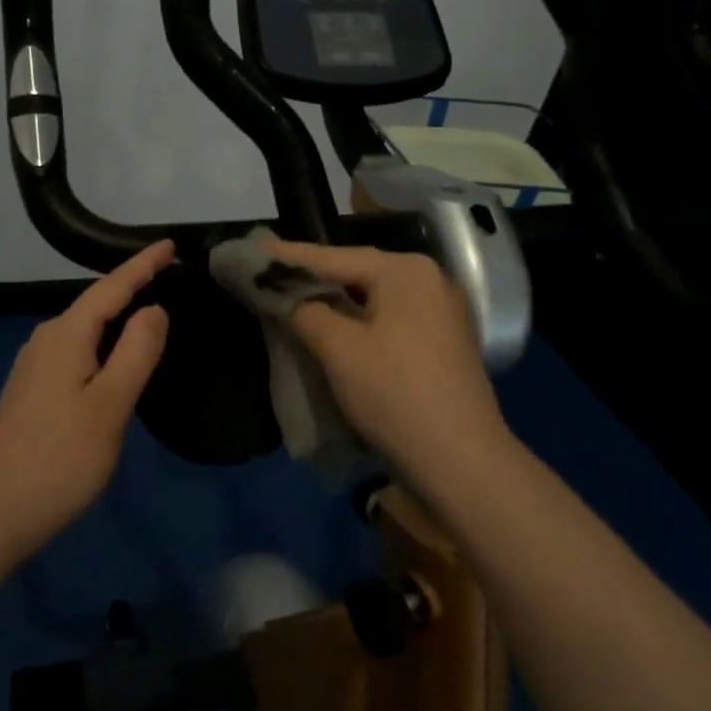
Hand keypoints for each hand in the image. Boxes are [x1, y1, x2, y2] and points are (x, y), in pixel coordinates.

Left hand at [0, 239, 173, 554]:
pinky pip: (75, 351)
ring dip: (116, 318)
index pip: (111, 287)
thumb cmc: (61, 457)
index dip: (142, 265)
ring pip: (84, 330)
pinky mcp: (31, 390)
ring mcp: (34, 366)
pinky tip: (113, 359)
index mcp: (66, 335)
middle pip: (95, 304)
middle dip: (130, 287)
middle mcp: (45, 340)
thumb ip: (136, 351)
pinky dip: (101, 344)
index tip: (170, 245)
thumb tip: (153, 310)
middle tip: (169, 277)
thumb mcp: (111, 404)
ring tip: (149, 314)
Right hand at [264, 239, 510, 488]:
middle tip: (264, 274)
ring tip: (289, 297)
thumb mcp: (338, 348)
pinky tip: (330, 325)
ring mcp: (439, 311)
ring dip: (331, 300)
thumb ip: (303, 309)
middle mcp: (428, 280)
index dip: (286, 256)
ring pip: (371, 297)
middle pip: (354, 272)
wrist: (461, 462)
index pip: (332, 257)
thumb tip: (279, 292)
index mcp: (406, 271)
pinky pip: (387, 318)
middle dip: (310, 277)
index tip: (248, 248)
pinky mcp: (440, 341)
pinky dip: (355, 319)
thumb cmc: (394, 394)